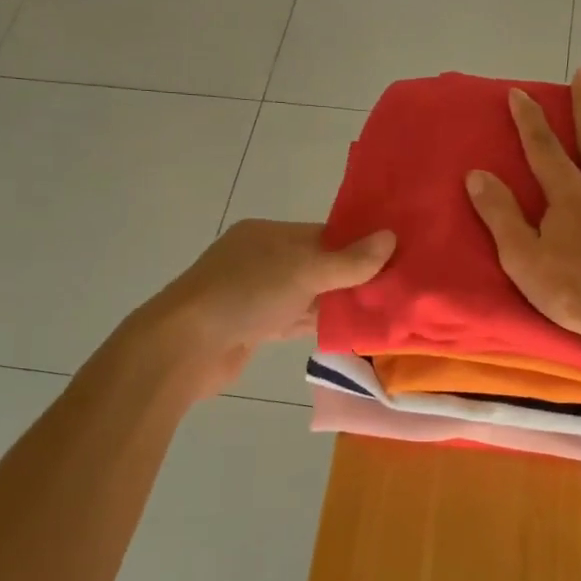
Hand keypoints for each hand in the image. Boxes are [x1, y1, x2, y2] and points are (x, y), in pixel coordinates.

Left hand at [139, 219, 395, 397]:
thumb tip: (391, 237)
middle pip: (318, 264)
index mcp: (269, 234)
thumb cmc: (245, 294)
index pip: (323, 233)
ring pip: (308, 294)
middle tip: (395, 286)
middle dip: (352, 276)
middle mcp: (262, 259)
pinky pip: (295, 319)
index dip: (357, 243)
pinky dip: (319, 323)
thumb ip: (349, 260)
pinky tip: (349, 330)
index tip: (395, 255)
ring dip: (338, 302)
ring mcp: (256, 294)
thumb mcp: (304, 270)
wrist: (185, 347)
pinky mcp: (254, 327)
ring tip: (382, 308)